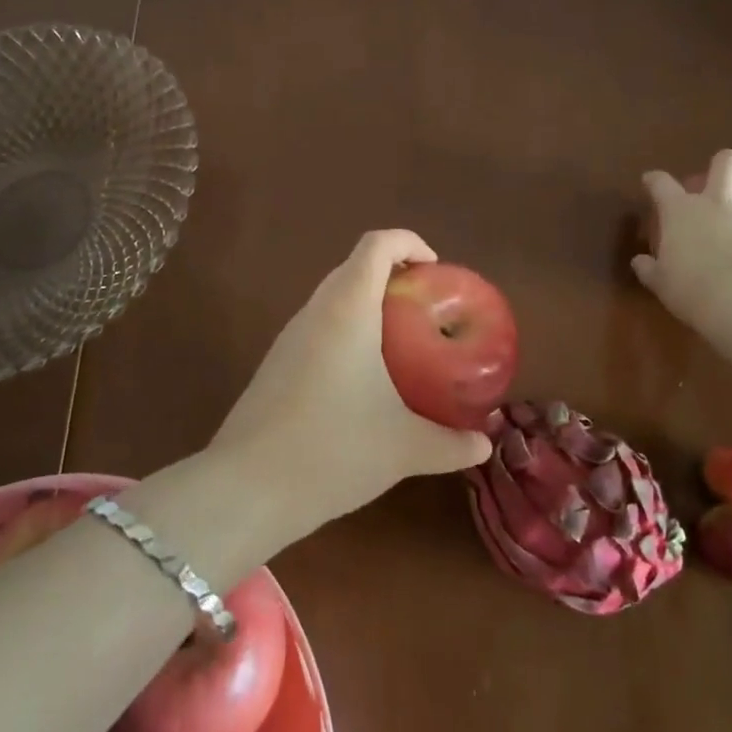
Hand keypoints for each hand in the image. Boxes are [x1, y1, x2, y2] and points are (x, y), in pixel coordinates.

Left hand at [209, 230, 491, 532]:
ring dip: (369, 305)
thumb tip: (484, 444)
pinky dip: (347, 332)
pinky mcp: (276, 363)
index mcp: (348, 309)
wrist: (247, 487)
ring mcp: (290, 336)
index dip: (409, 243)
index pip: (377, 244)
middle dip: (394, 275)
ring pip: (334, 298)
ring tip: (403, 343)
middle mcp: (316, 310)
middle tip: (427, 308)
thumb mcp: (404, 448)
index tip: (436, 272)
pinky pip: (319, 327)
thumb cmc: (334, 449)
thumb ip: (451, 444)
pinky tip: (364, 380)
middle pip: (355, 266)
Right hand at [632, 150, 731, 332]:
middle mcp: (721, 203)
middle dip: (726, 165)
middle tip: (724, 180)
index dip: (655, 180)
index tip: (651, 181)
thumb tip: (640, 263)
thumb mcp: (660, 282)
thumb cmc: (689, 287)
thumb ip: (650, 269)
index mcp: (682, 211)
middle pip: (726, 163)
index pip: (661, 184)